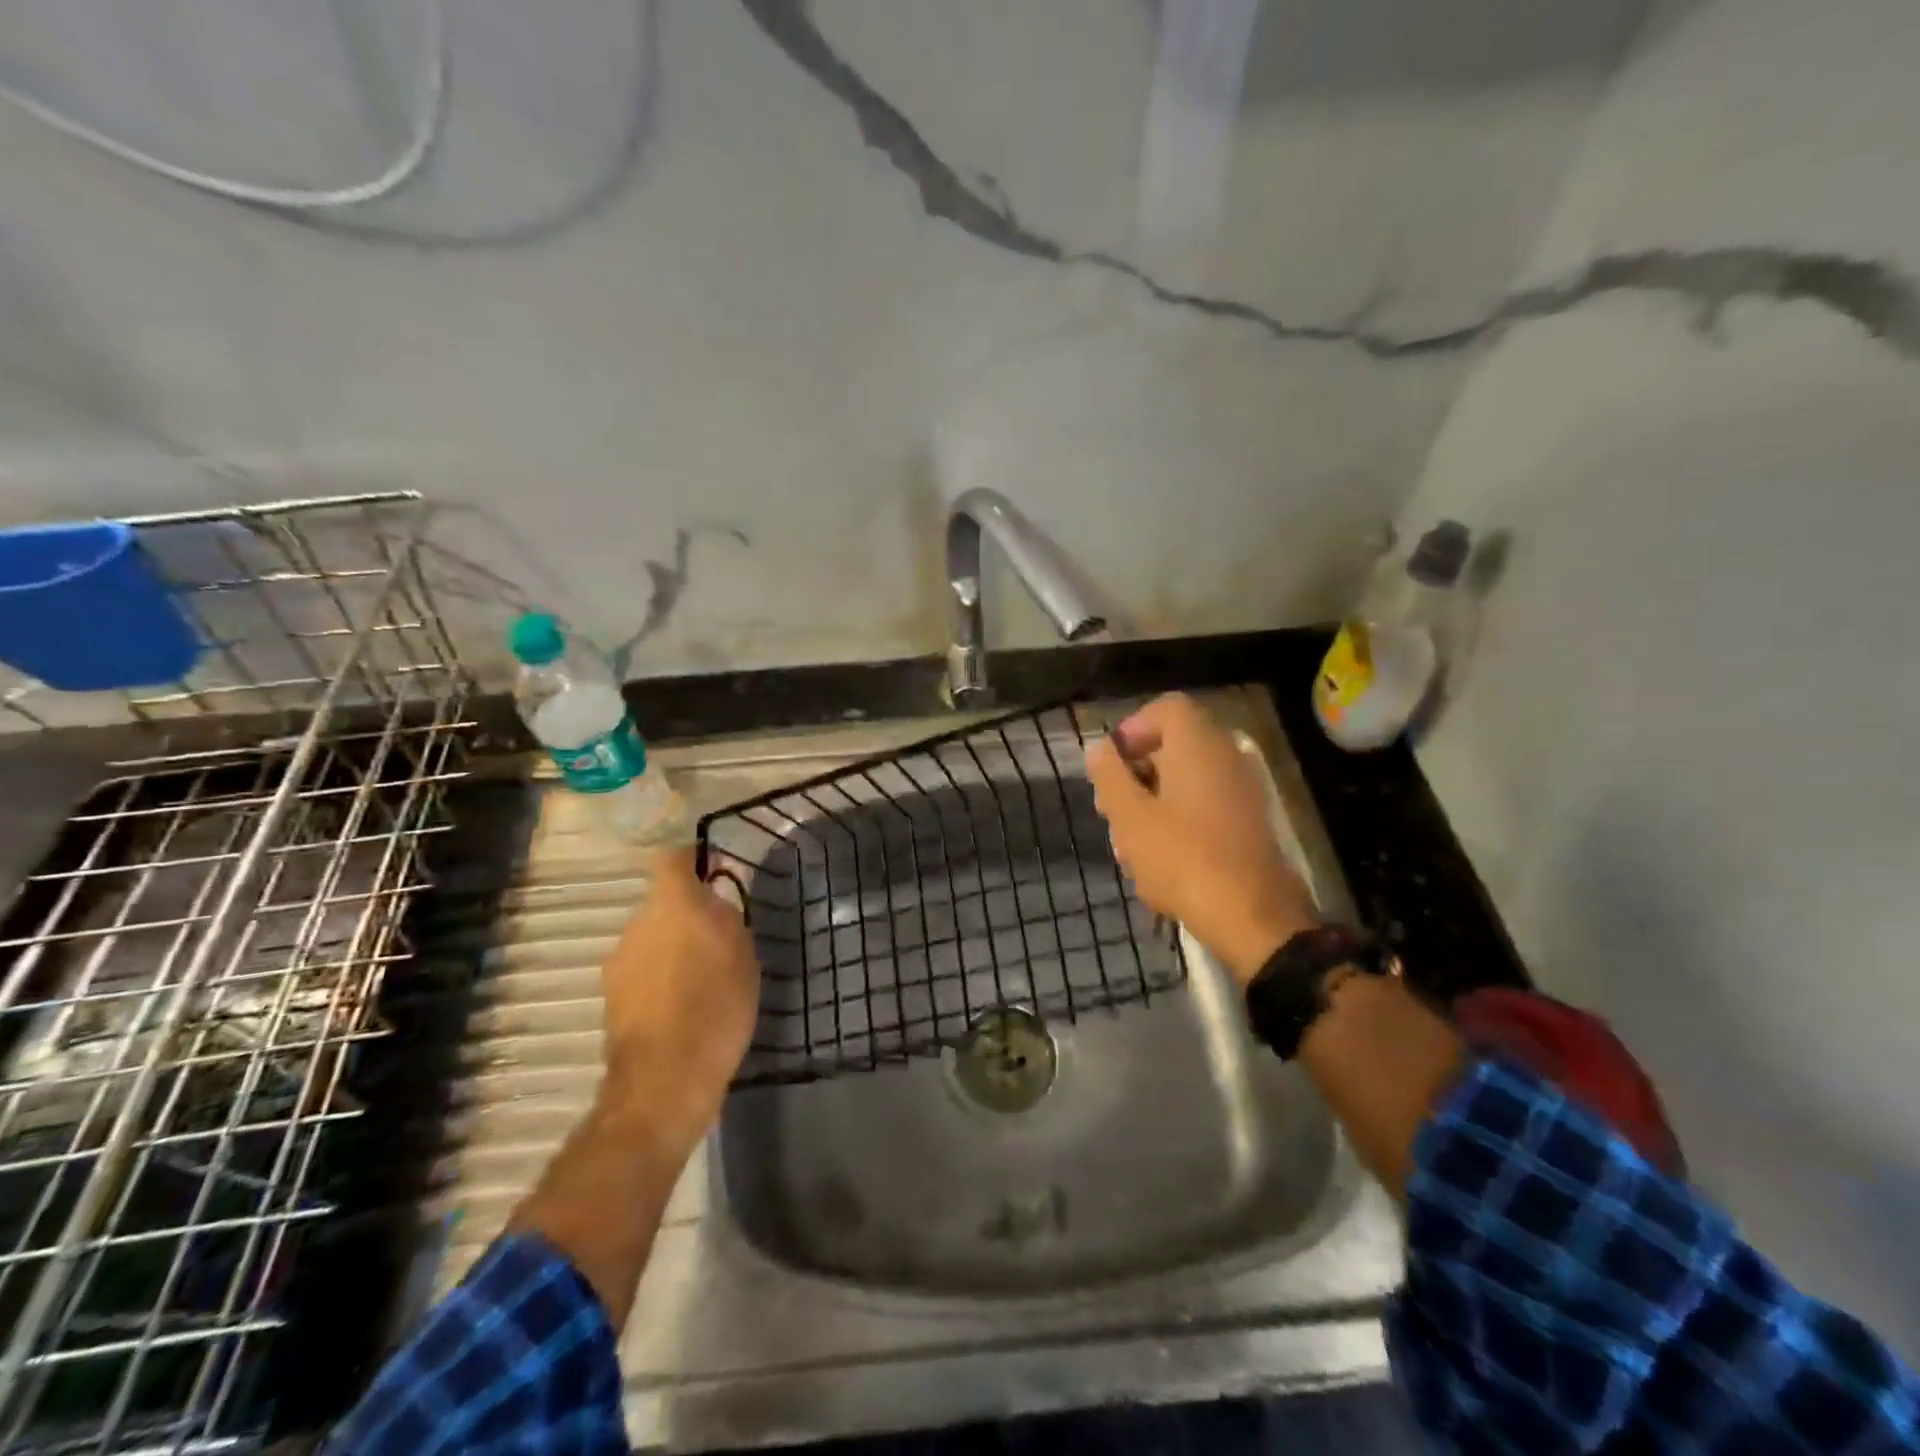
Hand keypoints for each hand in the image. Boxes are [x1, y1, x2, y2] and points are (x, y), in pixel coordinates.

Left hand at [598, 848, 759, 1144]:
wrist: (665, 1078)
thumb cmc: (717, 1006)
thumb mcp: (743, 955)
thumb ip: (726, 917)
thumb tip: (713, 898)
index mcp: (673, 904)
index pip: (673, 860)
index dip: (692, 862)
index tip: (713, 874)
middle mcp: (638, 922)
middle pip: (662, 902)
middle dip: (686, 914)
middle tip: (716, 938)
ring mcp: (618, 959)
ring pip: (650, 936)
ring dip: (670, 946)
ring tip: (699, 977)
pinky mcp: (609, 993)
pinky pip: (640, 968)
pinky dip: (657, 976)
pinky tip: (679, 1004)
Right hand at [1086, 693, 1317, 984]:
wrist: (1252, 916)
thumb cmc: (1181, 857)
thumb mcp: (1129, 816)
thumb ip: (1109, 775)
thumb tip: (1100, 749)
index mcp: (1198, 745)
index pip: (1166, 709)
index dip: (1132, 729)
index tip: (1111, 766)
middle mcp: (1225, 757)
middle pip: (1172, 746)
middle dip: (1135, 774)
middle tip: (1111, 810)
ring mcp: (1240, 790)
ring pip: (1184, 781)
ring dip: (1151, 804)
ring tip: (1129, 845)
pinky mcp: (1246, 822)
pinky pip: (1202, 806)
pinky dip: (1176, 822)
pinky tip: (1157, 862)